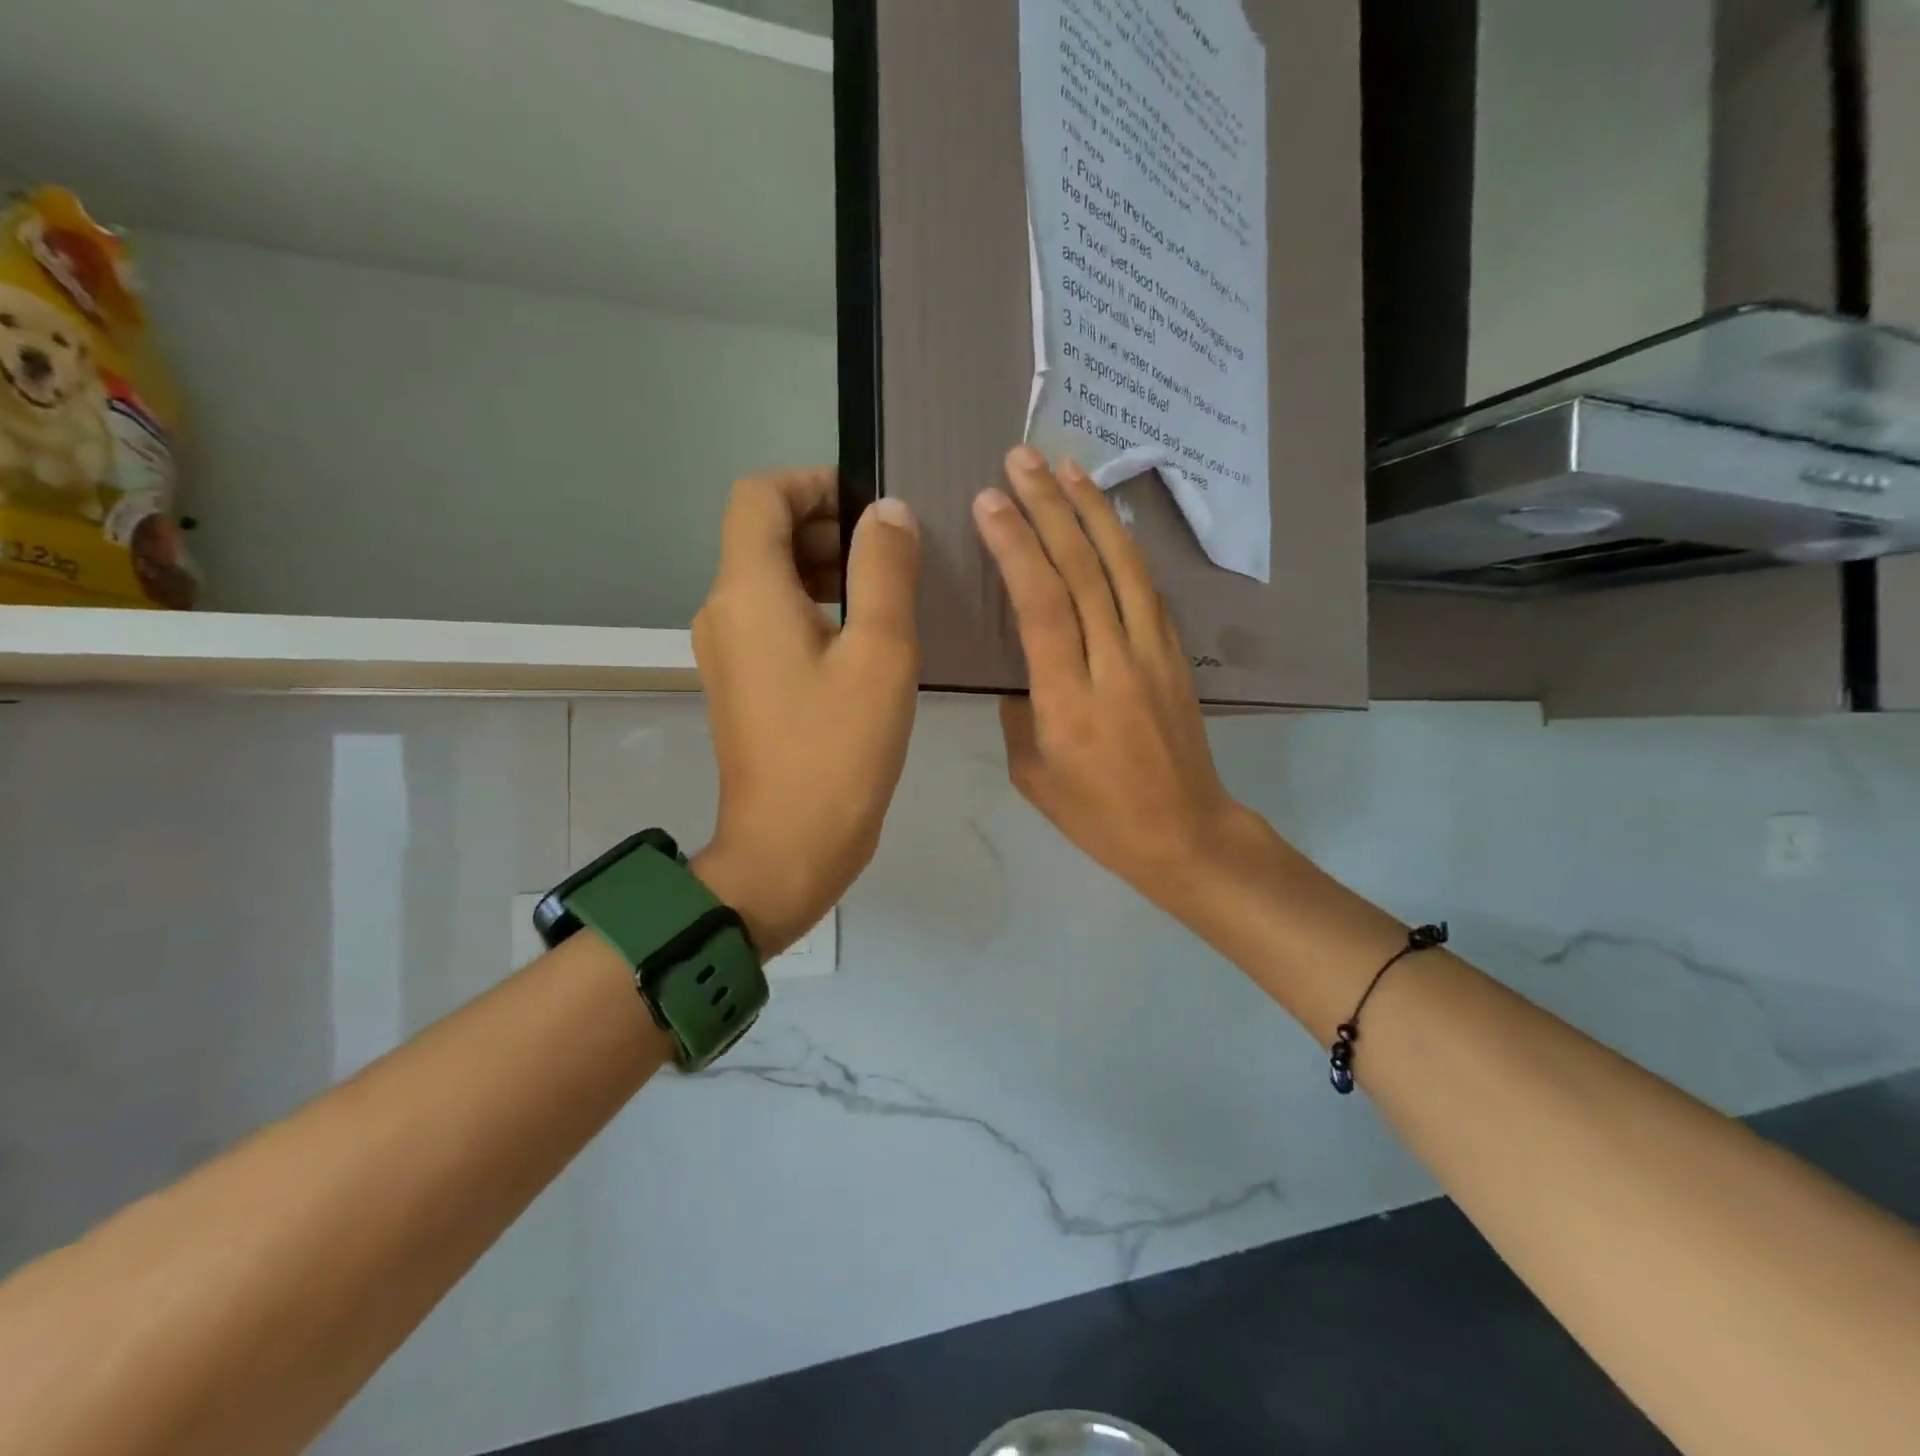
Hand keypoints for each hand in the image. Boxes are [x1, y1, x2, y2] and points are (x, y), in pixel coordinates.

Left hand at [691, 471, 920, 955]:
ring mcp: (727, 650)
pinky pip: (773, 620)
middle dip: (827, 526)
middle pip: (763, 535)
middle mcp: (723, 610)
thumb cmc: (838, 750)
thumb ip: (885, 570)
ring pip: (770, 579)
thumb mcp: (880, 652)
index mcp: (748, 591)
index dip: (813, 483)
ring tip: (888, 594)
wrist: (788, 848)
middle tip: (894, 553)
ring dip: (825, 569)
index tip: (870, 506)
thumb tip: (887, 512)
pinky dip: (815, 609)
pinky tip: (864, 639)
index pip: (759, 496)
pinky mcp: (741, 683)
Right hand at [973, 447, 1253, 907]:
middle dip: (1050, 507)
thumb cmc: (1098, 816)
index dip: (1016, 547)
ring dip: (1094, 511)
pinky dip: (1125, 547)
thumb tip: (1021, 669)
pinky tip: (1110, 521)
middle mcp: (1114, 664)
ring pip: (1123, 568)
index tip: (989, 501)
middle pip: (1083, 571)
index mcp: (1069, 701)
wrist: (1185, 833)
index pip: (1041, 606)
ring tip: (1069, 467)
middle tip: (1022, 459)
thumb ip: (1018, 713)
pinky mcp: (1176, 655)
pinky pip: (1148, 589)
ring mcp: (1154, 654)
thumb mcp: (1033, 775)